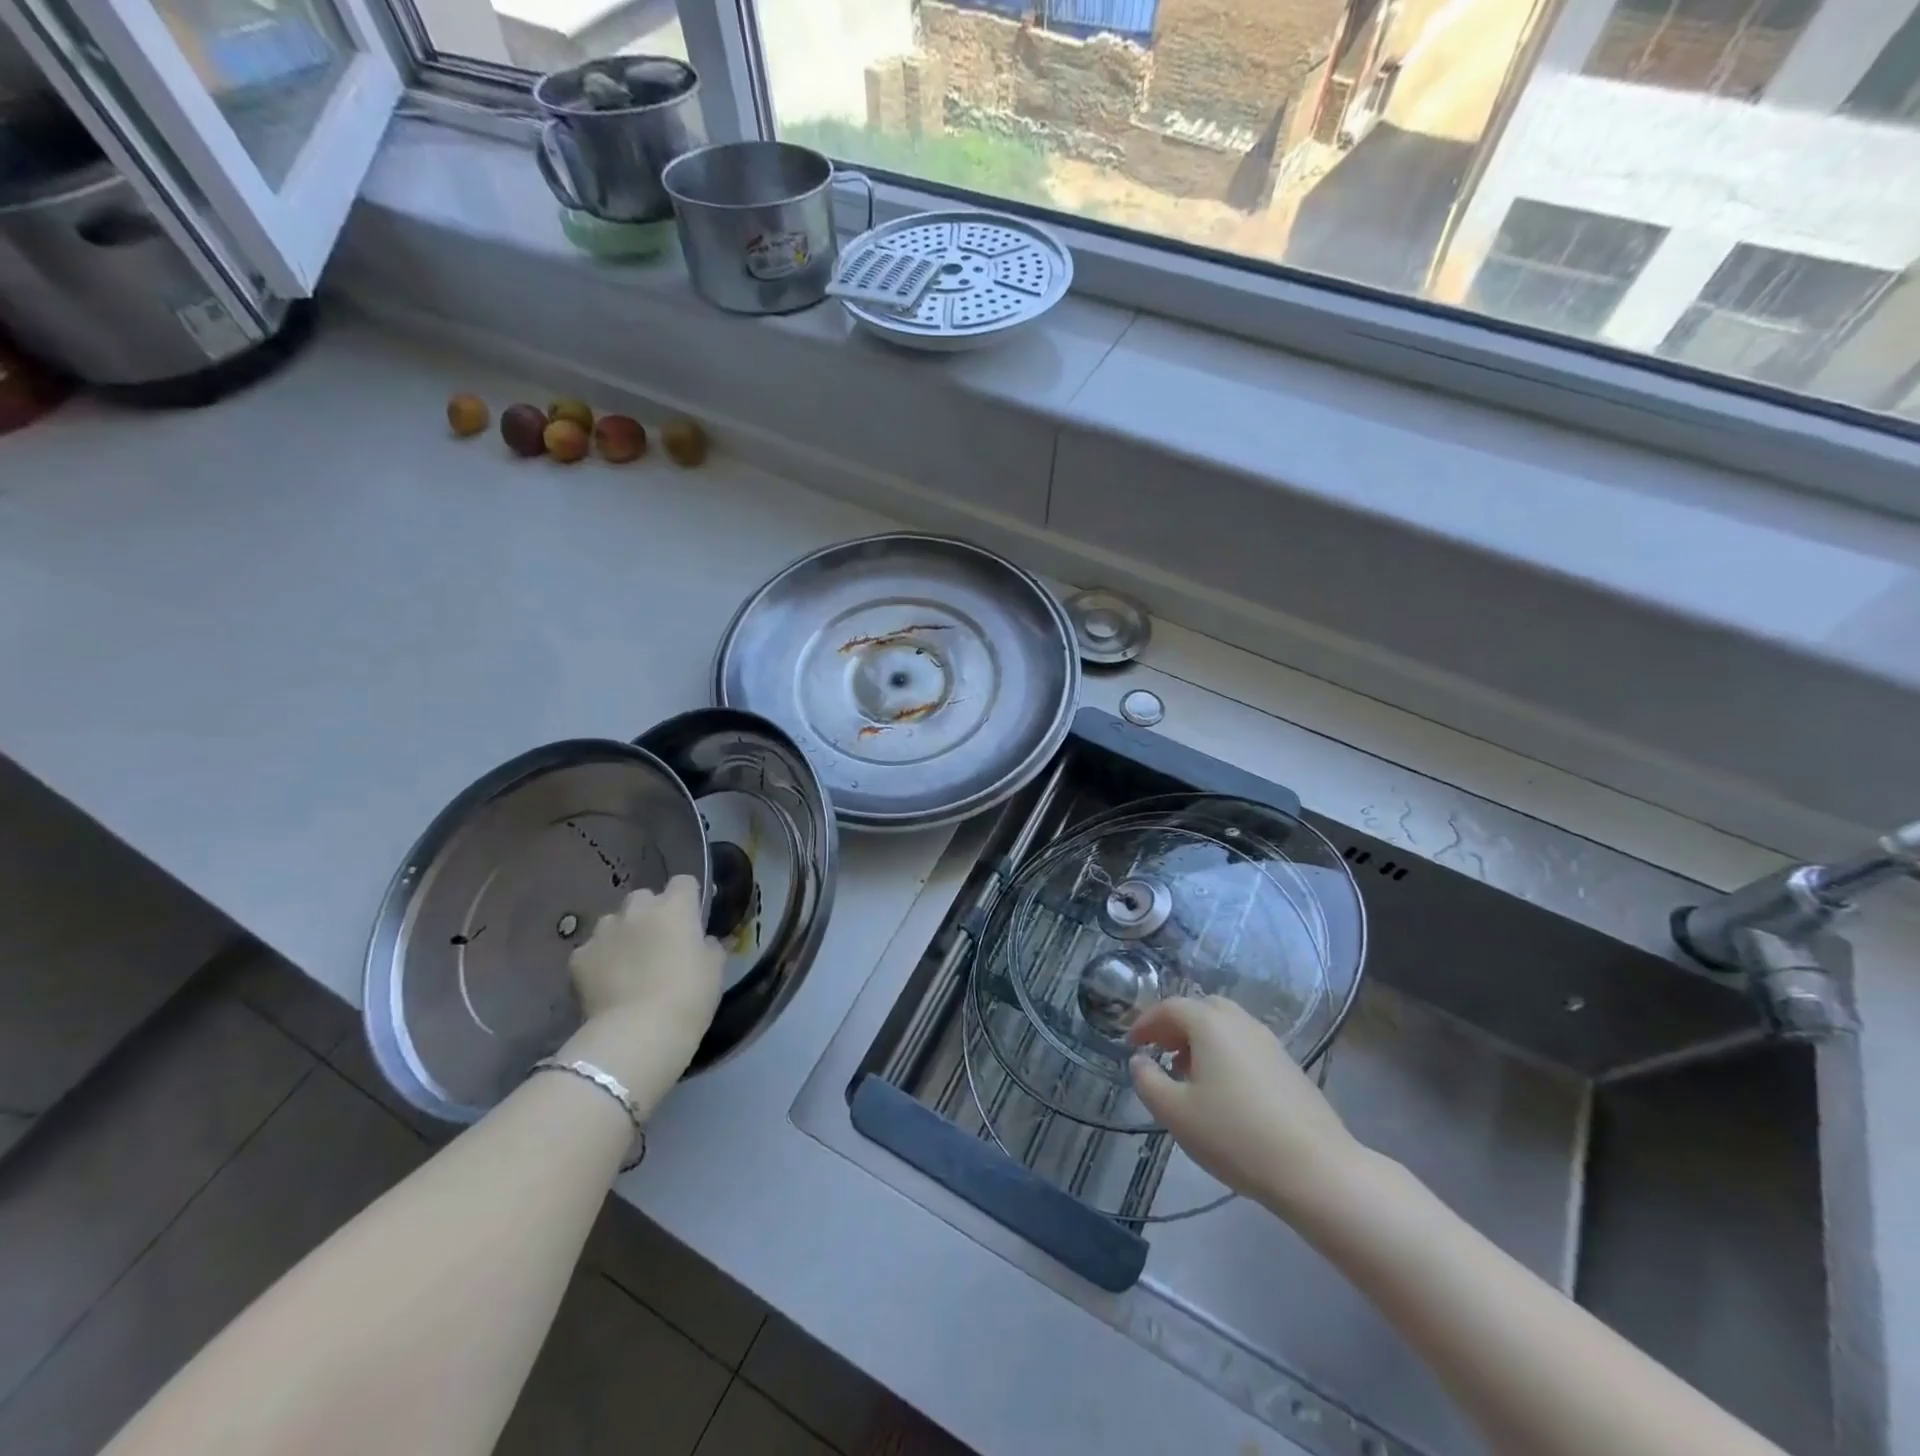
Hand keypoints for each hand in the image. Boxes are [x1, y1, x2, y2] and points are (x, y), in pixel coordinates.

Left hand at [560, 876, 724, 1107]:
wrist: (637, 1034)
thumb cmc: (687, 997)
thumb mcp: (715, 970)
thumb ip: (710, 946)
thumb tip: (703, 940)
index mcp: (676, 908)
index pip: (684, 882)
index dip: (689, 898)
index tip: (692, 919)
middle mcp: (637, 910)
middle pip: (644, 897)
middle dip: (651, 914)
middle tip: (659, 943)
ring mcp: (603, 932)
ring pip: (614, 921)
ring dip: (623, 935)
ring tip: (628, 964)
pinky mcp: (578, 958)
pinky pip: (591, 950)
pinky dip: (598, 961)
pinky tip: (606, 984)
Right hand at [1129, 996, 1362, 1217]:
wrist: (1316, 1170)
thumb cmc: (1235, 1135)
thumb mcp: (1176, 1113)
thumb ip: (1148, 1081)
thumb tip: (1139, 1060)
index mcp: (1211, 1024)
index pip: (1170, 1007)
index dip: (1146, 1022)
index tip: (1131, 1044)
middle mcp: (1241, 1023)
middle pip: (1202, 1008)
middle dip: (1176, 1026)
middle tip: (1160, 1052)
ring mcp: (1270, 1043)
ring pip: (1227, 1026)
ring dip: (1201, 1041)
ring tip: (1189, 1076)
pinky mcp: (1289, 1066)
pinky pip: (1246, 1045)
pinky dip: (1225, 1054)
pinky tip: (1224, 1092)